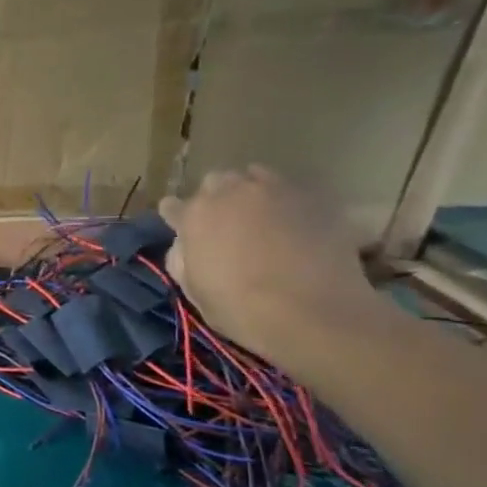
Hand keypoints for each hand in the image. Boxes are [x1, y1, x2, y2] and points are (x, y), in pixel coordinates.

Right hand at [159, 166, 378, 365]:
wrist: (312, 310)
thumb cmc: (240, 307)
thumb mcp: (193, 290)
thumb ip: (181, 258)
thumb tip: (185, 244)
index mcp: (194, 217)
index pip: (172, 206)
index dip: (175, 217)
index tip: (179, 226)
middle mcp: (230, 193)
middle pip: (215, 182)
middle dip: (215, 198)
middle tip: (223, 222)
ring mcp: (274, 190)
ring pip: (254, 176)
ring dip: (250, 193)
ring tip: (260, 215)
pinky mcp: (313, 197)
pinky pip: (290, 189)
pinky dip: (285, 201)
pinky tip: (292, 222)